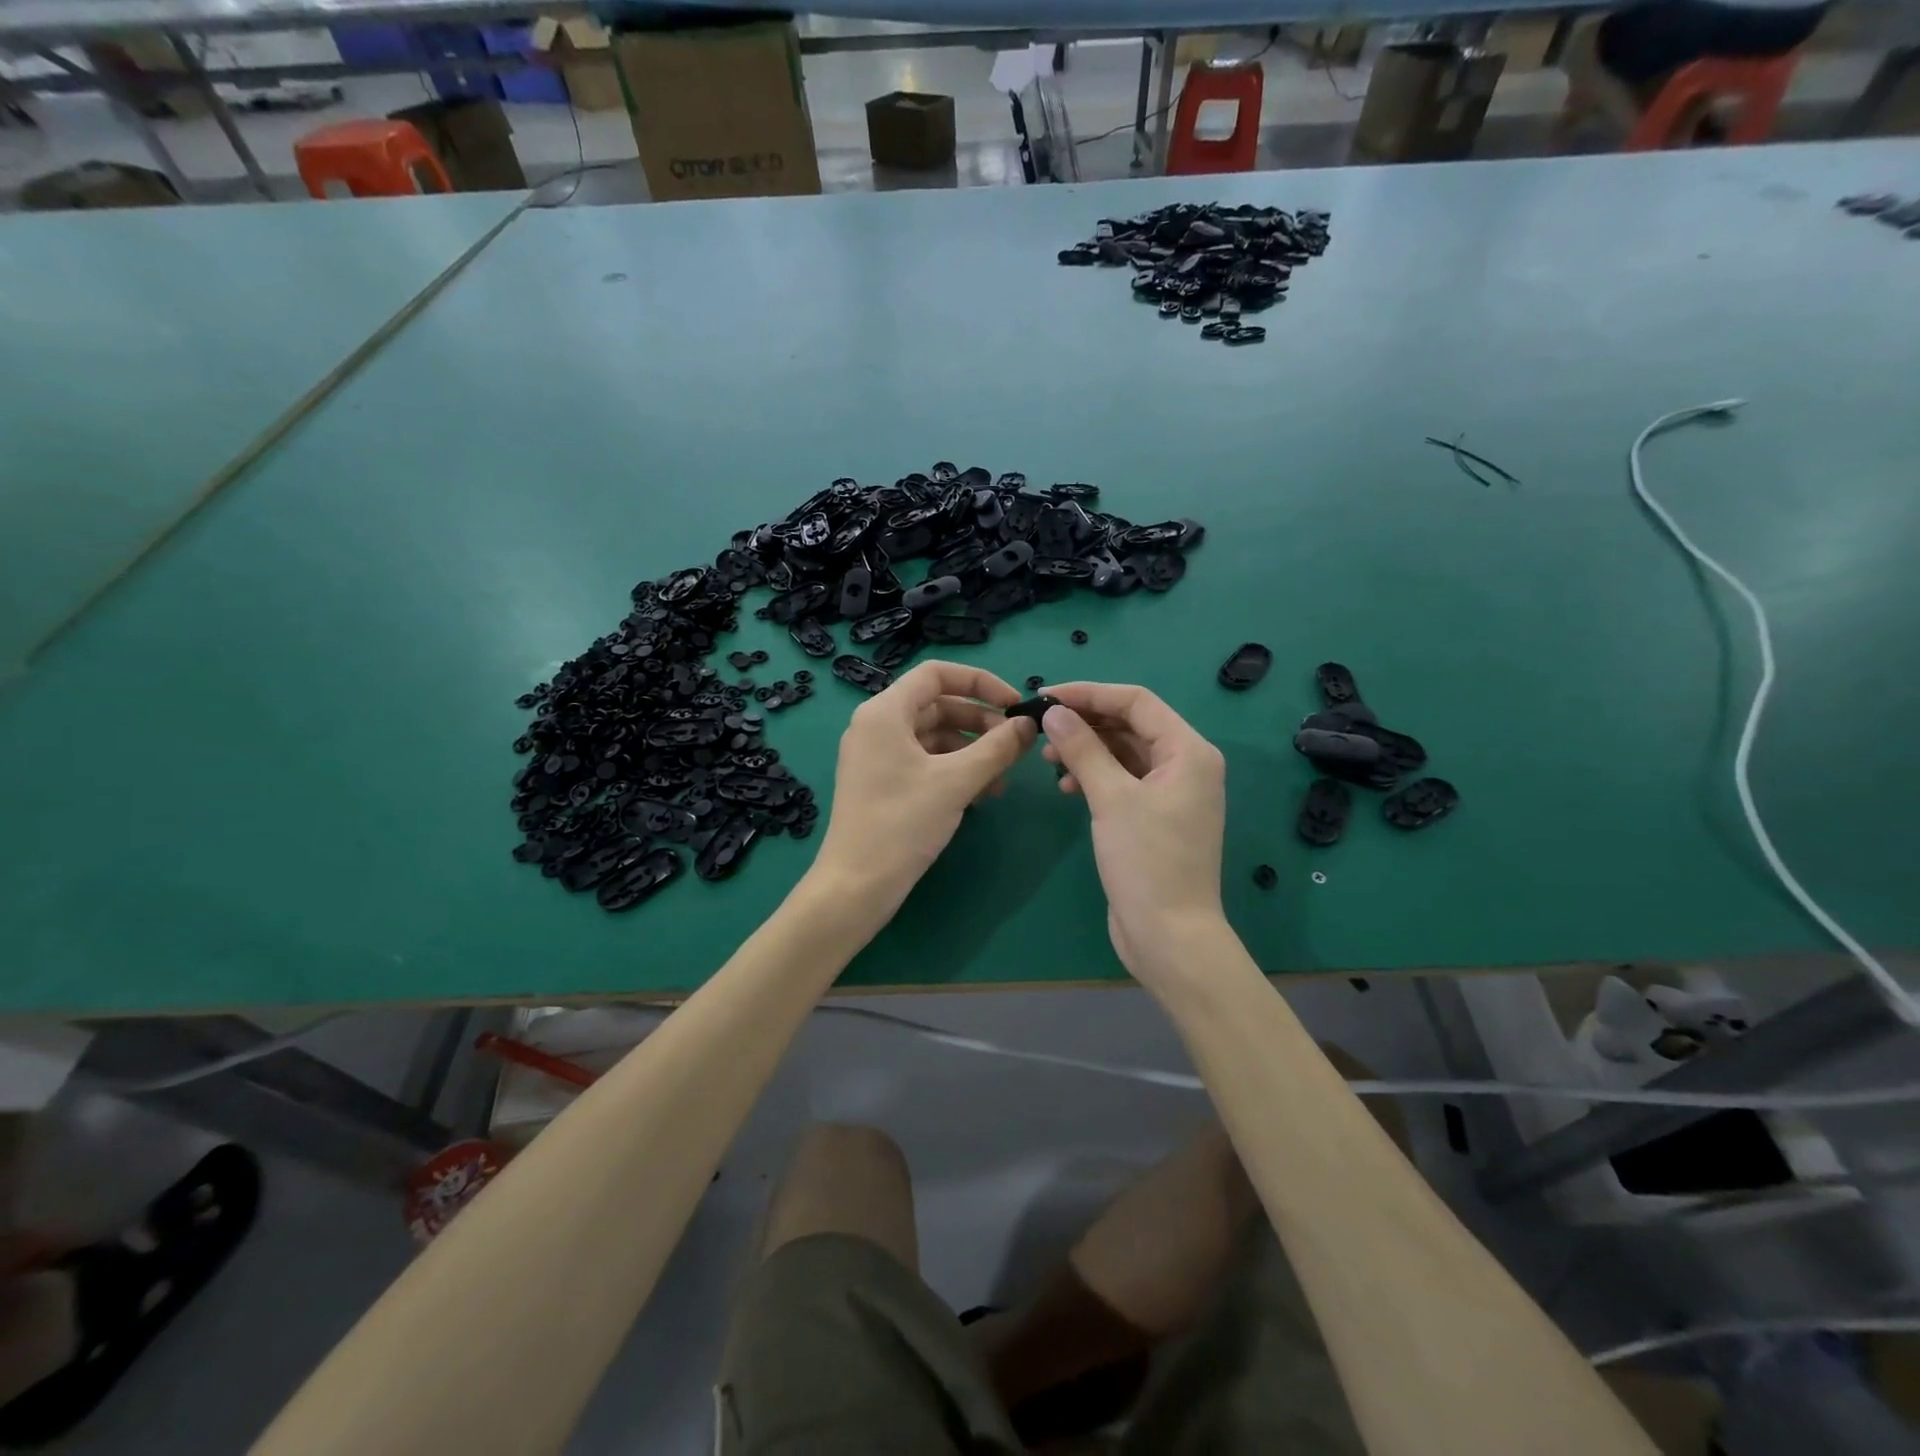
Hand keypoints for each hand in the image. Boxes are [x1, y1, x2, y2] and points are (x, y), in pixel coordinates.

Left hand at [813, 661, 1036, 919]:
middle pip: (937, 705)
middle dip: (979, 722)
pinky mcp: (883, 783)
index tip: (1013, 704)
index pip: (937, 674)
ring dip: (971, 750)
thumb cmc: (902, 824)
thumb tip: (1028, 725)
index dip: (980, 682)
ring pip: (934, 737)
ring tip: (1002, 778)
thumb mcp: (956, 782)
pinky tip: (982, 794)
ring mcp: (878, 756)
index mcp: (885, 712)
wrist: (856, 886)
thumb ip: (997, 748)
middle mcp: (877, 726)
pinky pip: (925, 762)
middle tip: (1014, 746)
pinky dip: (955, 770)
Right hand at [1040, 684, 1227, 981]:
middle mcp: (1186, 764)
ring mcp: (1171, 792)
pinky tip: (1067, 786)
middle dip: (1086, 722)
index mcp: (1189, 751)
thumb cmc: (1147, 862)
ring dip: (1087, 750)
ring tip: (1048, 759)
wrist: (1169, 935)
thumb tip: (1054, 712)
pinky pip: (1123, 779)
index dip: (1090, 693)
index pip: (1136, 701)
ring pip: (1124, 752)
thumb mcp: (1111, 798)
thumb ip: (1083, 749)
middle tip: (1042, 729)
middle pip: (1130, 724)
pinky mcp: (1155, 816)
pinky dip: (1095, 776)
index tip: (1046, 696)